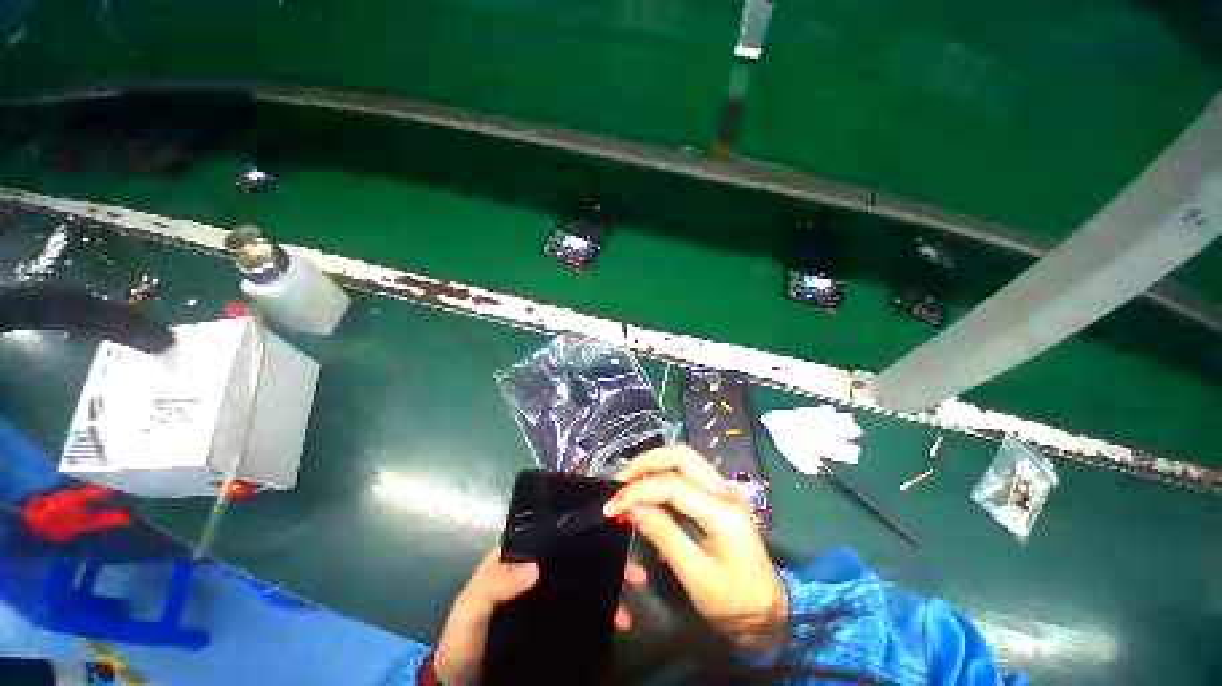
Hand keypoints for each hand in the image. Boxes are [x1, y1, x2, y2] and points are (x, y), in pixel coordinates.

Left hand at [434, 549, 647, 685]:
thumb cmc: (465, 639)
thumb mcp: (470, 610)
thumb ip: (492, 585)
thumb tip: (534, 567)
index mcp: (519, 555)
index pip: (554, 532)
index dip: (582, 529)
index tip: (611, 531)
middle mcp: (538, 568)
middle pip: (578, 554)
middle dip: (608, 556)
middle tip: (633, 568)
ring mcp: (550, 595)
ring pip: (587, 579)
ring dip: (612, 581)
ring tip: (635, 591)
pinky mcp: (557, 621)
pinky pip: (586, 608)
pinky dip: (606, 610)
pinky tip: (621, 618)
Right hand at [604, 445, 787, 650]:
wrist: (768, 611)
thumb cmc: (733, 602)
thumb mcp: (695, 576)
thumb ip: (664, 536)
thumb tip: (632, 508)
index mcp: (724, 513)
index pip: (674, 486)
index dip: (639, 491)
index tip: (612, 506)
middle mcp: (725, 490)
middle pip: (682, 456)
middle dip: (647, 462)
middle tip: (621, 480)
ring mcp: (724, 488)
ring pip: (685, 458)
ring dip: (654, 463)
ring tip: (629, 480)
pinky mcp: (718, 494)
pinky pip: (687, 471)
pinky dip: (663, 472)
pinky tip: (648, 486)